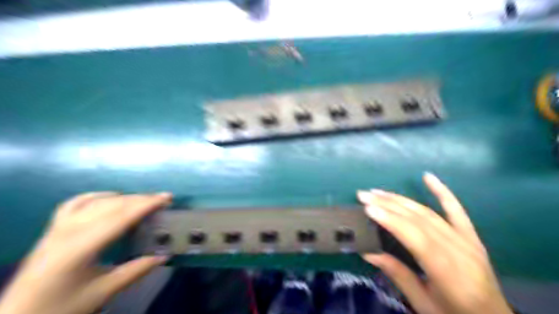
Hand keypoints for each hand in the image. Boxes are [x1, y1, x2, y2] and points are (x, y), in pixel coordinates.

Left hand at [1, 192, 172, 313]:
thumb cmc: (61, 307)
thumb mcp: (102, 293)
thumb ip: (135, 271)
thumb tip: (163, 256)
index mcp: (81, 247)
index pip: (121, 217)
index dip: (146, 205)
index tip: (167, 197)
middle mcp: (69, 231)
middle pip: (112, 205)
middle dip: (140, 199)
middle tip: (162, 199)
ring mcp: (58, 227)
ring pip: (97, 201)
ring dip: (124, 197)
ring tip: (143, 200)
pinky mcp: (53, 228)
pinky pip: (76, 203)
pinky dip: (97, 196)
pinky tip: (110, 197)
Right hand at [358, 173, 509, 313]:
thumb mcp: (422, 303)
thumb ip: (397, 274)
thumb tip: (367, 252)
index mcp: (449, 271)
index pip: (416, 237)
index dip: (391, 220)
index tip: (367, 207)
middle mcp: (460, 250)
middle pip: (420, 220)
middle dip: (388, 204)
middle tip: (364, 195)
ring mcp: (467, 240)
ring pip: (429, 212)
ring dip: (401, 199)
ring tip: (377, 192)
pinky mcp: (471, 236)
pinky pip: (456, 210)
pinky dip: (442, 192)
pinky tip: (428, 177)